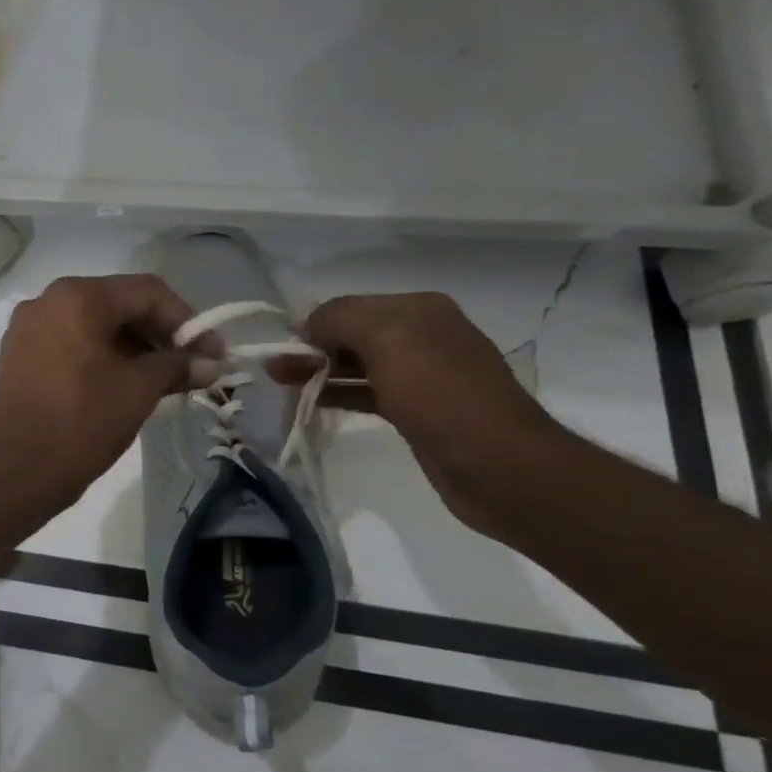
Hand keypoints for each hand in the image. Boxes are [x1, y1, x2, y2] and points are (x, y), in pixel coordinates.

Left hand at [0, 274, 209, 515]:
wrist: (13, 473)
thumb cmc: (80, 424)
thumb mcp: (137, 391)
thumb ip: (177, 366)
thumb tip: (212, 363)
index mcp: (76, 297)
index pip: (147, 292)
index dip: (188, 321)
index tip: (213, 354)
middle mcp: (47, 301)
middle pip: (119, 305)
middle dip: (160, 335)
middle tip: (193, 368)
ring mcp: (27, 329)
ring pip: (95, 326)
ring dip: (134, 349)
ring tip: (165, 383)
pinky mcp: (18, 355)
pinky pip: (71, 344)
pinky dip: (103, 358)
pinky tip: (127, 385)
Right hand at [281, 292, 567, 533]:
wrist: (498, 466)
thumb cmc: (440, 394)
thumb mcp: (387, 340)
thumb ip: (340, 320)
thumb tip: (307, 324)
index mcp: (419, 310)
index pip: (351, 305)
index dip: (315, 322)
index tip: (282, 345)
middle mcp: (422, 336)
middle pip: (353, 334)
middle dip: (312, 347)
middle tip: (274, 368)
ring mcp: (421, 376)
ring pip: (356, 365)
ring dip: (318, 371)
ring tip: (279, 382)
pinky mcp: (416, 411)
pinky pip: (366, 393)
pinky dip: (338, 393)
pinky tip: (312, 401)